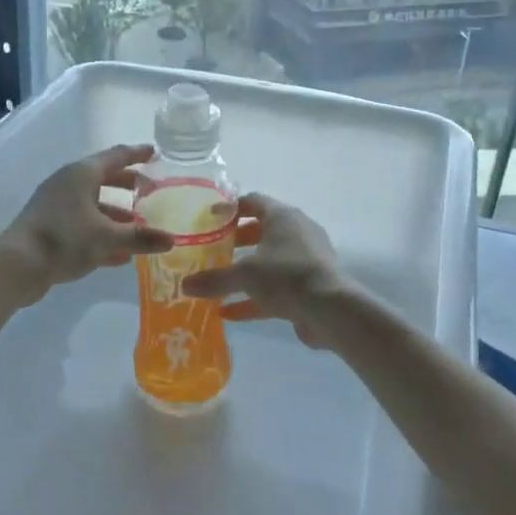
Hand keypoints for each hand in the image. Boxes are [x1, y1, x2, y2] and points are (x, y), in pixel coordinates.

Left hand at [0, 145, 173, 303]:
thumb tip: (171, 239)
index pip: (116, 156)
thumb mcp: (107, 238)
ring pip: (93, 203)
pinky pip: (82, 224)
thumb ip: (140, 237)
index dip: (137, 154)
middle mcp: (67, 183)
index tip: (154, 152)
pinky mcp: (48, 227)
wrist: (16, 265)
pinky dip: (101, 232)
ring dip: (116, 214)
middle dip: (128, 185)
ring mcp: (55, 205)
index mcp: (82, 174)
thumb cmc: (64, 239)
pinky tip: (119, 254)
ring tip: (139, 227)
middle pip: (104, 178)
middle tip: (150, 191)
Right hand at [180, 194, 356, 347]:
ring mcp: (306, 259)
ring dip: (245, 270)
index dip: (229, 208)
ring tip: (218, 281)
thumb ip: (213, 279)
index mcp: (282, 217)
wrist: (331, 309)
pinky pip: (277, 287)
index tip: (208, 219)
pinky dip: (254, 297)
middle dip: (236, 241)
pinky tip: (229, 313)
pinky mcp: (309, 285)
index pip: (253, 201)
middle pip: (261, 231)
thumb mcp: (244, 275)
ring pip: (269, 260)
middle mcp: (296, 232)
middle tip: (212, 251)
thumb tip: (184, 285)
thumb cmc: (285, 276)